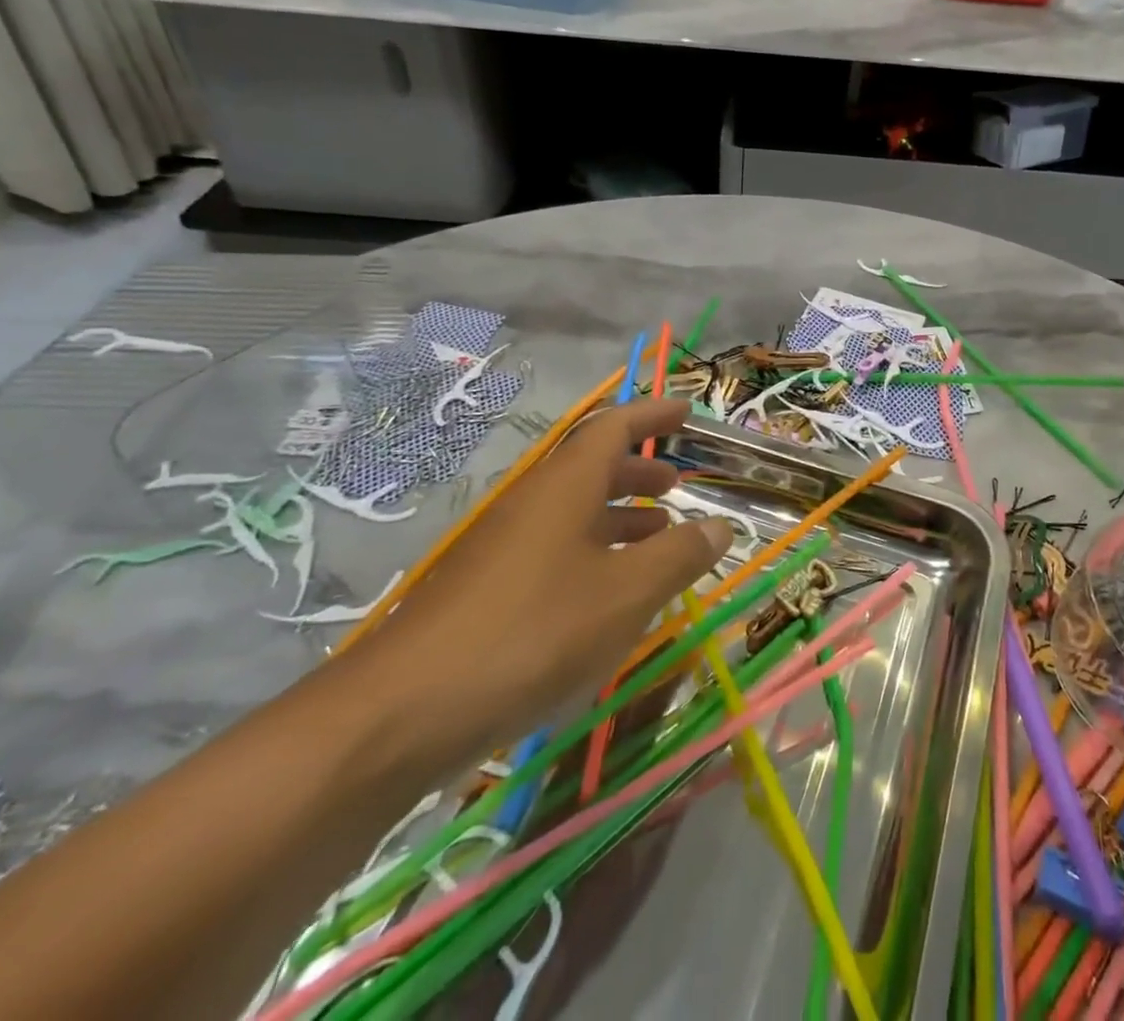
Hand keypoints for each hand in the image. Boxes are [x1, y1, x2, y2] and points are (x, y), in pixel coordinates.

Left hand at [345, 399, 731, 767]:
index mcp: (565, 486)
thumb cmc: (533, 633)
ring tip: (657, 534)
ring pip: (572, 511)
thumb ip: (679, 556)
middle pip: (591, 467)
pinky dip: (593, 552)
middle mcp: (532, 503)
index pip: (613, 427)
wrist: (403, 713)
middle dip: (638, 468)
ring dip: (618, 514)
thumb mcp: (626, 594)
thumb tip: (720, 526)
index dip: (652, 415)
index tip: (686, 411)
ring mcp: (503, 546)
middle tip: (675, 482)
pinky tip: (609, 593)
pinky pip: (553, 548)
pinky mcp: (486, 588)